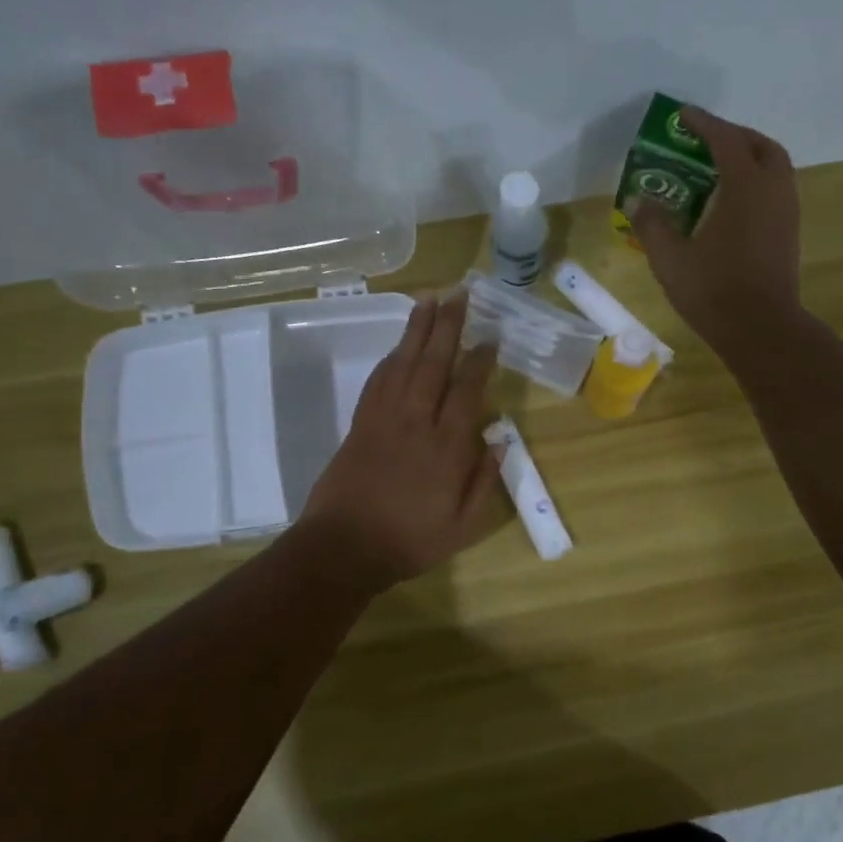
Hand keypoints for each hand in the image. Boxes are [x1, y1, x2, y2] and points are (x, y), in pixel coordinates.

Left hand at [298, 293, 501, 590]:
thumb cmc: (410, 541)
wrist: (344, 548)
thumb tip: (499, 439)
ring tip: (429, 299)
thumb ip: (484, 481)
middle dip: (448, 326)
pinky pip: (378, 381)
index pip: (467, 391)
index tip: (490, 337)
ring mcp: (384, 420)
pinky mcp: (360, 424)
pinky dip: (390, 358)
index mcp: (446, 448)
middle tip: (458, 293)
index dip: (480, 361)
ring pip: (403, 363)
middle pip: (434, 364)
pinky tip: (399, 345)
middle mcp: (416, 423)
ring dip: (417, 330)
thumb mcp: (463, 526)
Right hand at [627, 105, 801, 350]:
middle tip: (707, 142)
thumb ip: (652, 224)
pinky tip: (733, 205)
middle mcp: (773, 191)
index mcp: (745, 188)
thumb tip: (638, 199)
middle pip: (761, 147)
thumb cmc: (714, 291)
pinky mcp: (789, 235)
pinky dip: (757, 183)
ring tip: (719, 171)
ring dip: (750, 160)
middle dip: (735, 137)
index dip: (704, 123)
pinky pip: (776, 192)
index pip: (725, 141)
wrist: (761, 329)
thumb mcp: (670, 259)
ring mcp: (787, 213)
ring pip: (775, 169)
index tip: (683, 115)